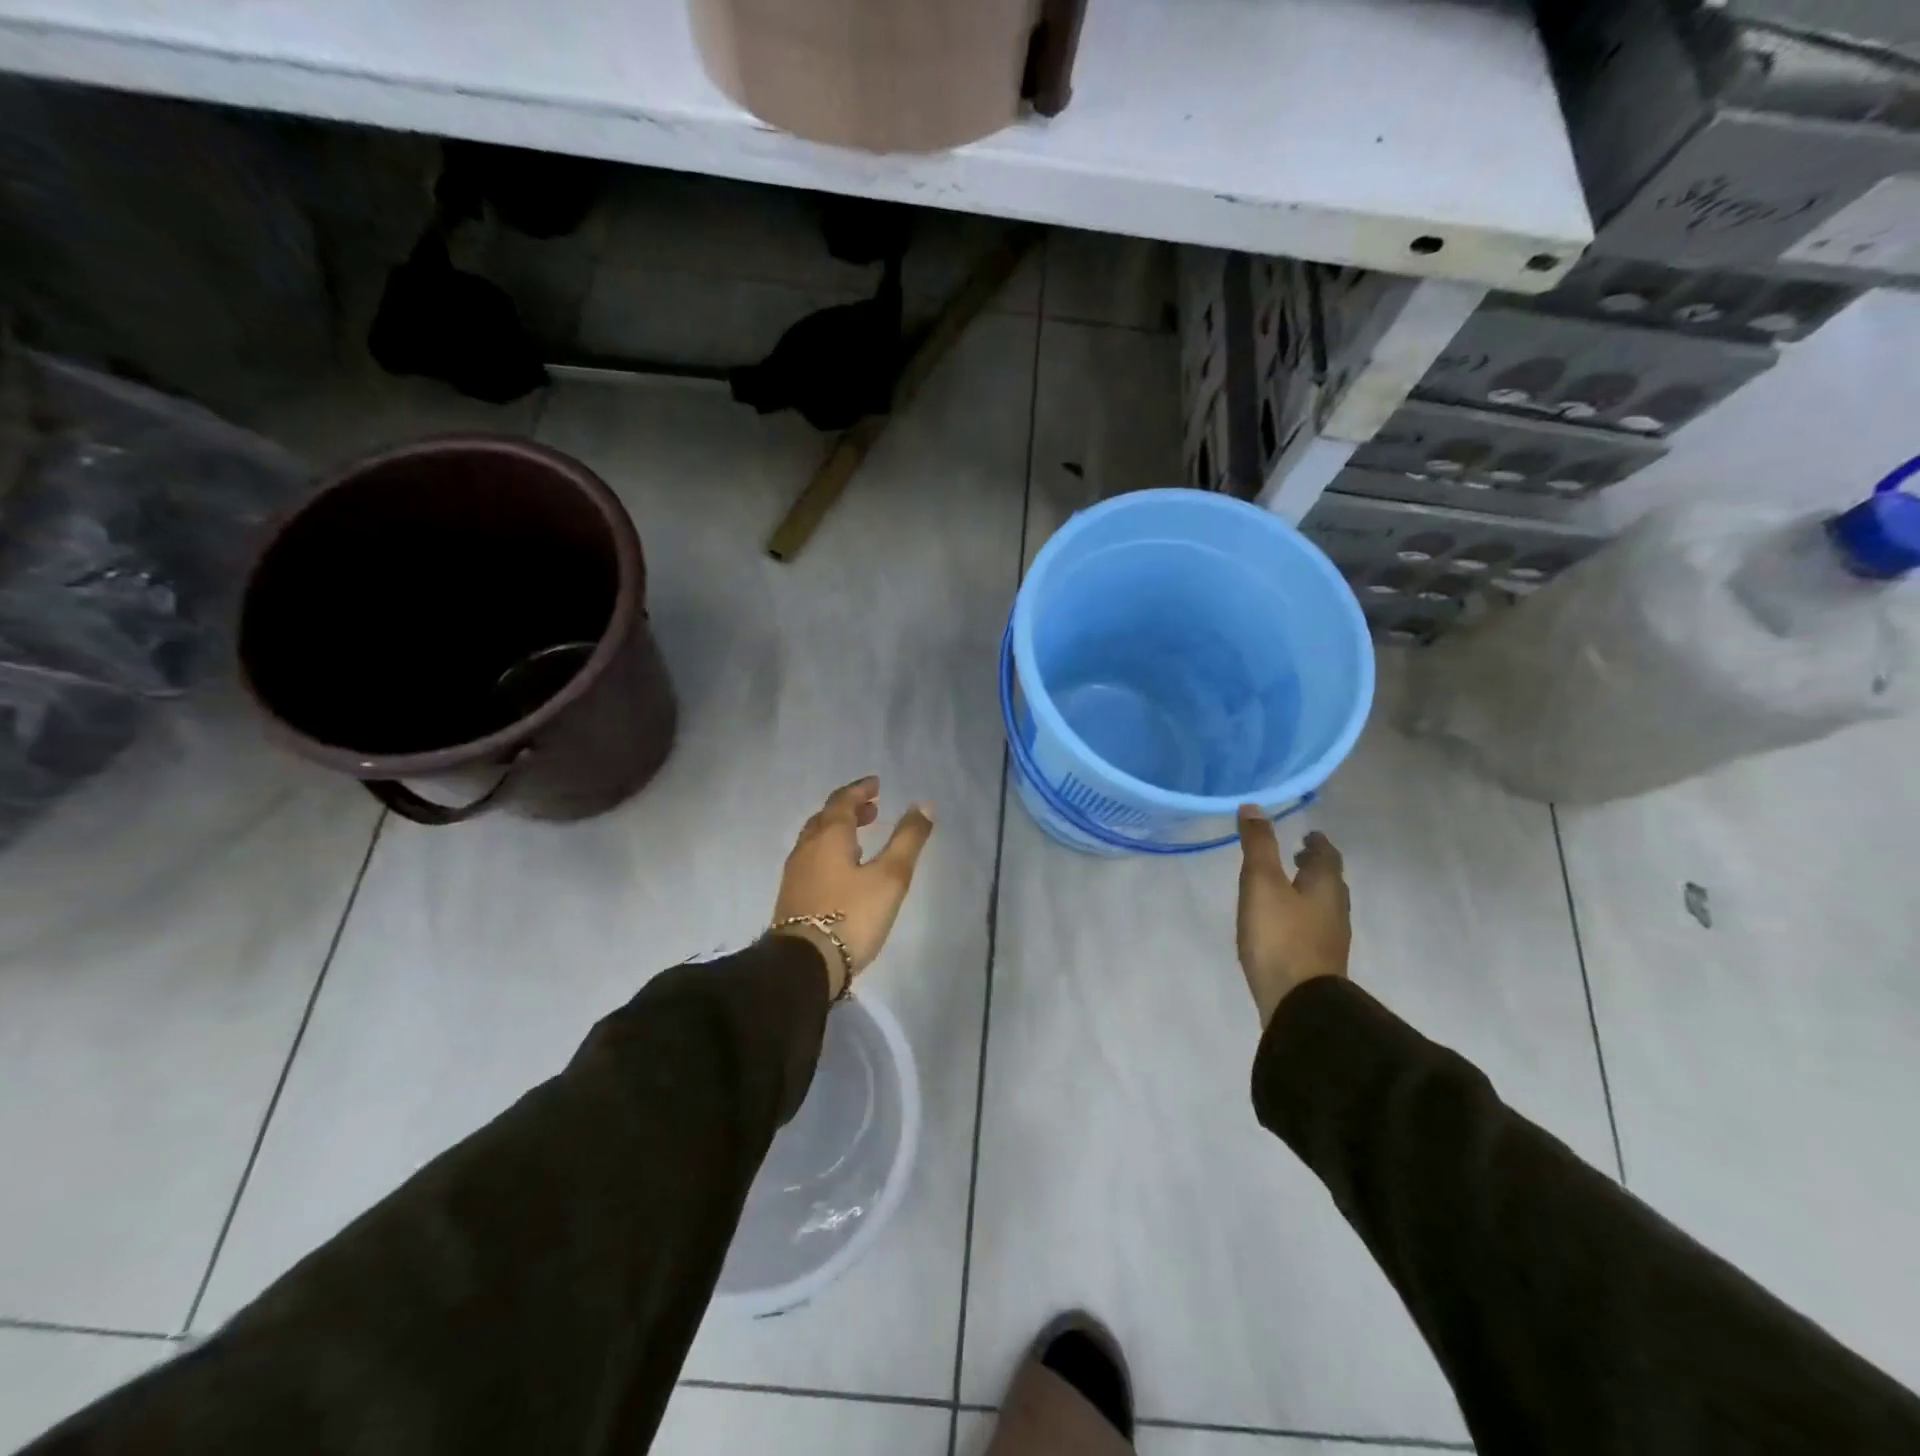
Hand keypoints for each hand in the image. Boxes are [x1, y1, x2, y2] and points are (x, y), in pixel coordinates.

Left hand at [772, 777, 935, 996]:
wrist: (803, 965)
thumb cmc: (851, 915)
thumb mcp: (890, 877)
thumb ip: (907, 840)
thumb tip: (924, 805)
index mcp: (829, 836)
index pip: (842, 801)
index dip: (860, 790)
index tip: (876, 785)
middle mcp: (807, 847)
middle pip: (826, 818)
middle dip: (849, 810)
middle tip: (873, 810)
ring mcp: (796, 873)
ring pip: (816, 839)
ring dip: (839, 831)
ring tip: (860, 838)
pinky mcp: (792, 896)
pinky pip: (812, 859)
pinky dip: (830, 851)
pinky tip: (843, 870)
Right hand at [1236, 807, 1350, 1026]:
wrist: (1299, 1003)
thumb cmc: (1280, 936)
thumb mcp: (1262, 883)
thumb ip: (1258, 845)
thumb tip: (1253, 807)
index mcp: (1326, 885)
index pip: (1328, 855)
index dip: (1317, 842)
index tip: (1307, 834)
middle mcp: (1335, 909)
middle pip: (1330, 880)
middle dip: (1315, 866)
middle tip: (1297, 856)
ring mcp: (1331, 939)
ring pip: (1324, 905)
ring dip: (1310, 891)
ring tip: (1288, 887)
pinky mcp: (1320, 962)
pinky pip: (1315, 928)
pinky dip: (1303, 915)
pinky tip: (1284, 924)